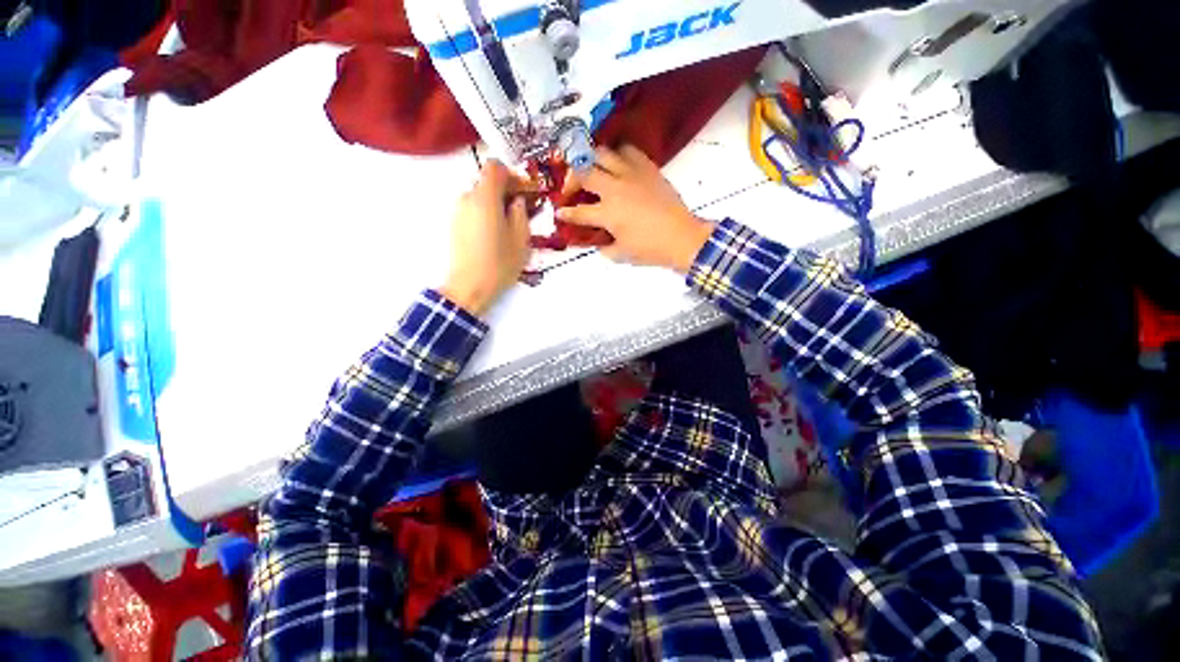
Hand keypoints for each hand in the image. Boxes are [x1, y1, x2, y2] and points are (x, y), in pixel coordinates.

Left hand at [439, 160, 531, 316]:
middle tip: (523, 209)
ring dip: (497, 203)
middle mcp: (467, 198)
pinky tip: (497, 233)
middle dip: (506, 190)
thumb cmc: (500, 263)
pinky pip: (473, 208)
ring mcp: (458, 211)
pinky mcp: (455, 223)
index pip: (494, 167)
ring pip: (481, 196)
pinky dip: (487, 212)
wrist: (470, 286)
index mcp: (485, 198)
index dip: (511, 174)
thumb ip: (521, 213)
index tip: (524, 190)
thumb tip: (517, 200)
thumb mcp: (521, 239)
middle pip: (487, 182)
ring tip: (511, 224)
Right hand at [556, 145, 711, 272]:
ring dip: (592, 162)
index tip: (560, 212)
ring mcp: (631, 174)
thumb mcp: (622, 255)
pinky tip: (619, 166)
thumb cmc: (650, 249)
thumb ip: (604, 248)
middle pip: (583, 172)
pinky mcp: (647, 168)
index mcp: (608, 213)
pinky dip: (618, 156)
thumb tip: (598, 242)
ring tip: (593, 171)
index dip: (566, 213)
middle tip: (572, 189)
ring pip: (603, 153)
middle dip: (571, 180)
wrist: (682, 237)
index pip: (579, 212)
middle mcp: (615, 189)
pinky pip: (628, 151)